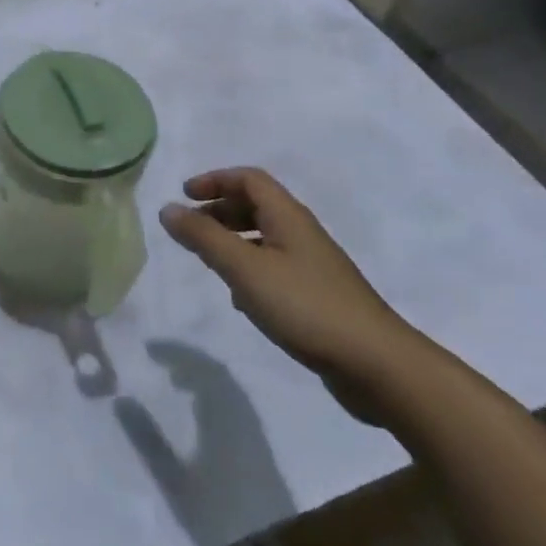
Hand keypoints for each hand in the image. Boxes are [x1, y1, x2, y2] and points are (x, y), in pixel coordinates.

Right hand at [160, 168, 422, 422]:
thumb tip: (168, 209)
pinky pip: (275, 269)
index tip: (185, 195)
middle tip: (191, 229)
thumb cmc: (305, 306)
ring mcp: (314, 267)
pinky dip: (250, 271)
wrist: (377, 365)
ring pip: (265, 239)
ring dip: (233, 241)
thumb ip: (203, 238)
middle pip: (257, 205)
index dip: (214, 180)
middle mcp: (301, 233)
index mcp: (287, 216)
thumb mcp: (244, 269)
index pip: (249, 179)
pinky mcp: (319, 297)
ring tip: (210, 262)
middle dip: (220, 210)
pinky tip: (242, 300)